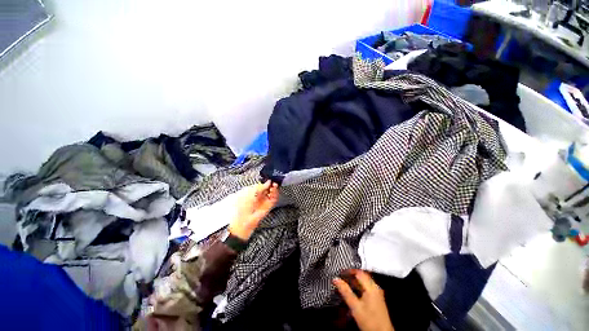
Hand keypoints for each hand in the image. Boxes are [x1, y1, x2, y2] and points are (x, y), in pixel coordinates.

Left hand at [228, 181, 278, 239]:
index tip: (269, 178)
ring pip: (272, 193)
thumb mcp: (249, 193)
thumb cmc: (241, 207)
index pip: (261, 185)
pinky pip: (274, 199)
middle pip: (268, 188)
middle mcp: (259, 197)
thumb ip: (260, 187)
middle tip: (273, 181)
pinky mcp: (268, 207)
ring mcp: (264, 202)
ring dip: (274, 189)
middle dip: (270, 184)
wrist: (242, 221)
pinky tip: (274, 190)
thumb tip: (268, 182)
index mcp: (252, 192)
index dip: (265, 181)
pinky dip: (275, 194)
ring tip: (274, 185)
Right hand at [333, 270, 394, 330]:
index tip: (340, 273)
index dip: (348, 271)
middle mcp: (375, 288)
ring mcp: (377, 293)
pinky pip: (366, 288)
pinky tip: (353, 293)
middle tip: (341, 278)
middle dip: (350, 277)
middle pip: (361, 276)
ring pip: (363, 282)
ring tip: (345, 285)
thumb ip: (345, 291)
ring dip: (354, 282)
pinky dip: (358, 288)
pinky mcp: (376, 299)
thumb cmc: (371, 322)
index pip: (358, 272)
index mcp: (371, 287)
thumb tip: (336, 280)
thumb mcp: (355, 306)